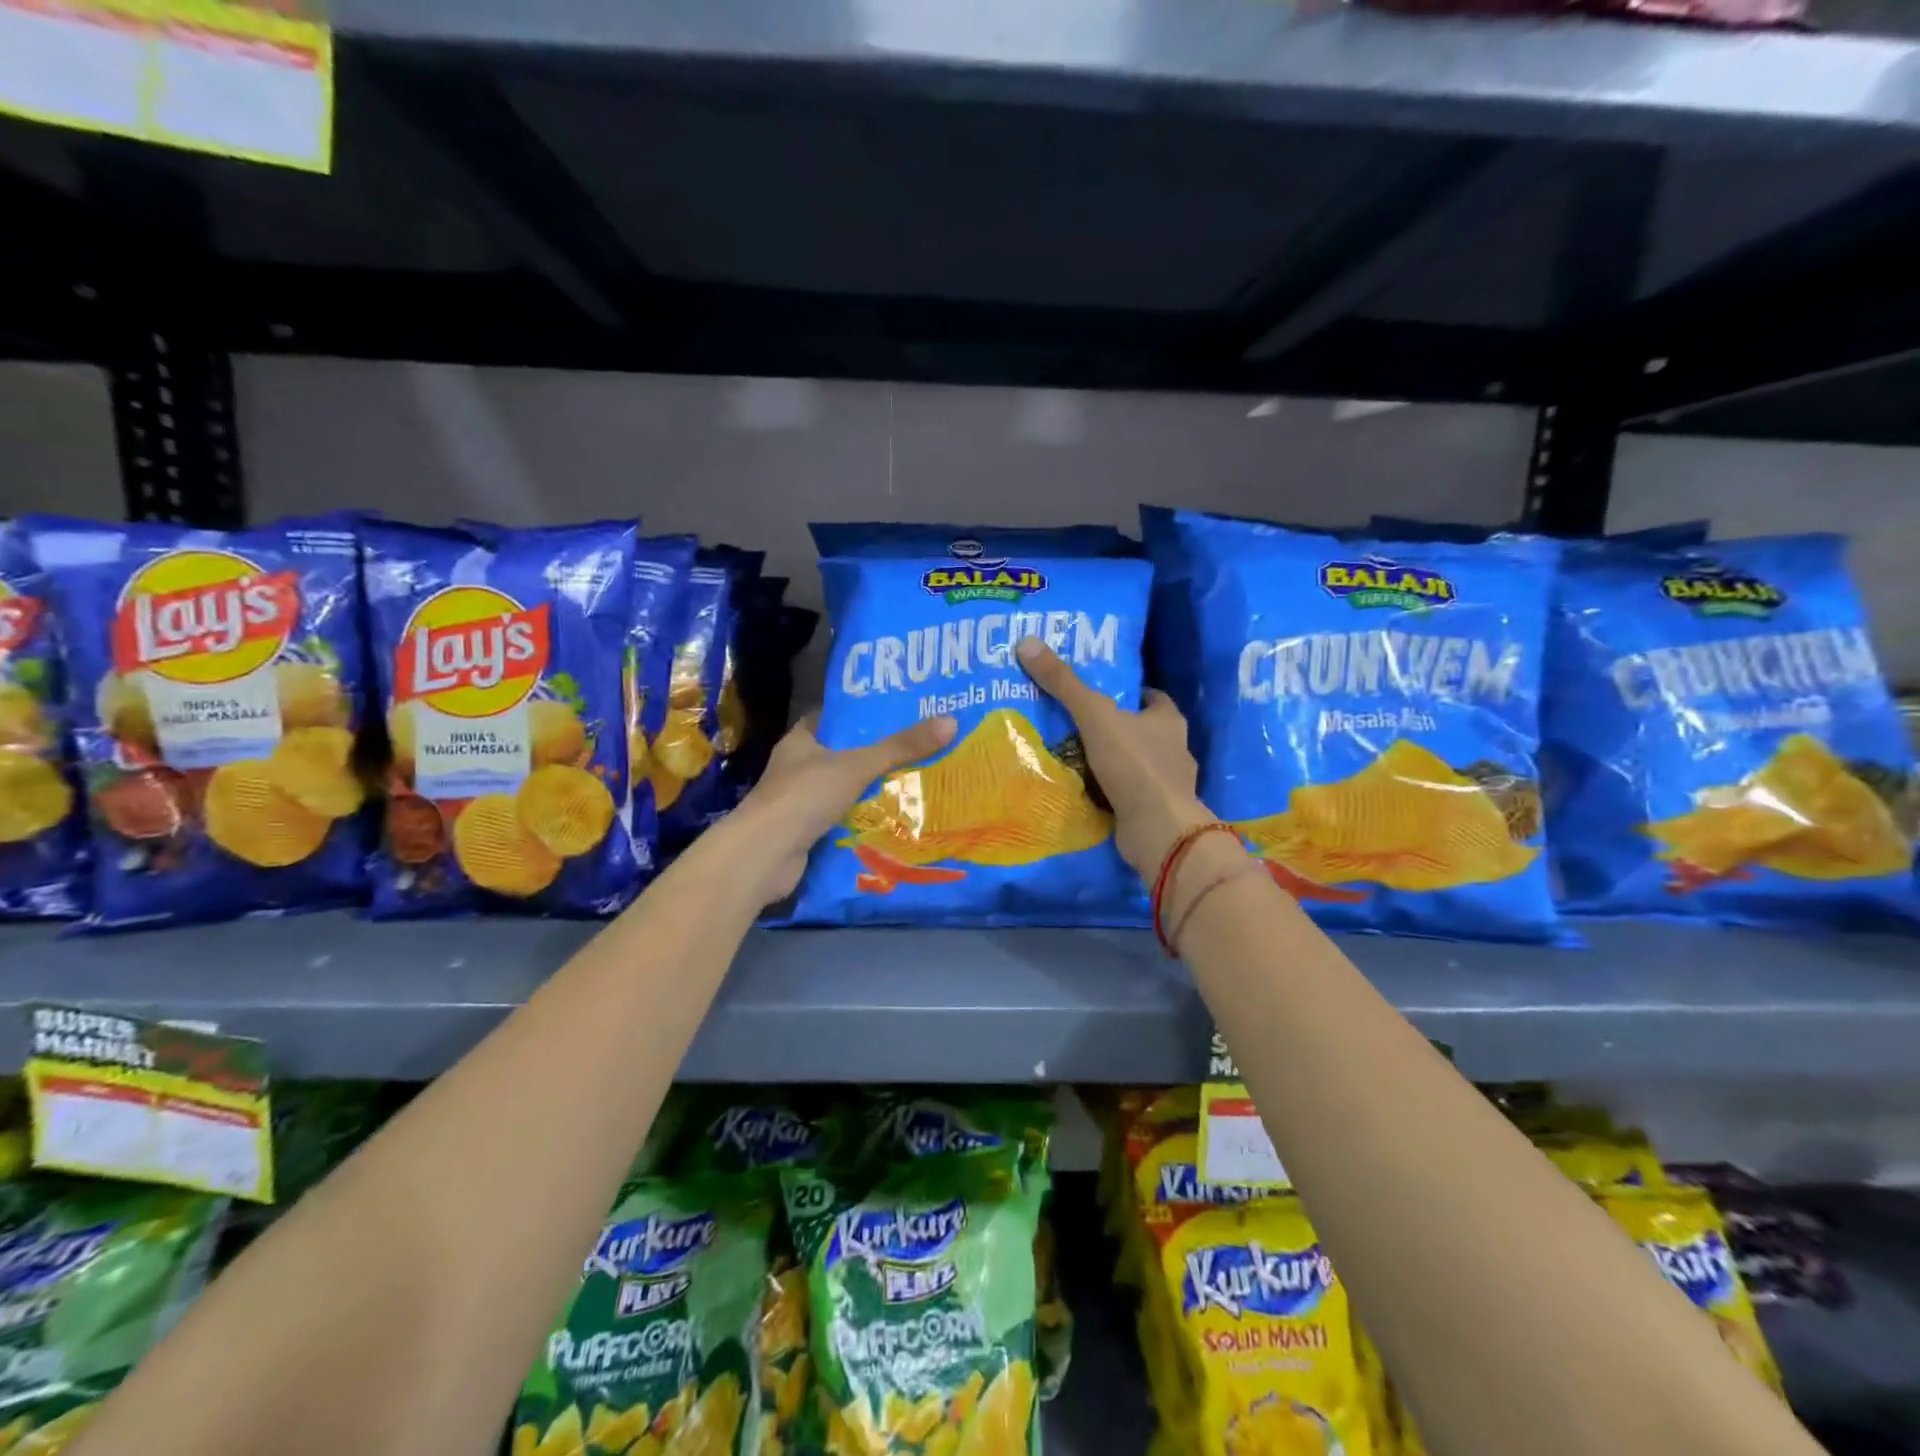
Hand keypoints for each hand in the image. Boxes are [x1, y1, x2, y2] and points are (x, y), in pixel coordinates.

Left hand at [724, 712, 957, 904]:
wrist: (764, 855)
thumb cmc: (804, 796)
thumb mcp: (857, 765)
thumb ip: (900, 747)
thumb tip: (950, 722)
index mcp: (801, 740)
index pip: (833, 717)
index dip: (862, 714)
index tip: (896, 712)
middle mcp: (797, 768)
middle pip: (842, 755)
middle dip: (875, 755)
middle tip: (918, 748)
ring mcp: (799, 802)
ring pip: (843, 790)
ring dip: (871, 790)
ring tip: (915, 783)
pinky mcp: (805, 832)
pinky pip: (841, 820)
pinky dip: (862, 820)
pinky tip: (892, 820)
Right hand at [1015, 638, 1213, 878]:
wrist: (1157, 830)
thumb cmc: (1134, 764)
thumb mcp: (1095, 716)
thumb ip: (1064, 683)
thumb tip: (1027, 642)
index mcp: (1168, 719)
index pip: (1150, 696)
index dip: (1127, 692)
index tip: (1098, 691)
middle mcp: (1173, 748)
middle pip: (1139, 729)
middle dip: (1111, 727)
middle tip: (1074, 722)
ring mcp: (1166, 783)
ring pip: (1132, 763)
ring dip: (1108, 761)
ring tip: (1070, 755)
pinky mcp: (1154, 811)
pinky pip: (1126, 793)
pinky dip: (1107, 791)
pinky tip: (1082, 790)